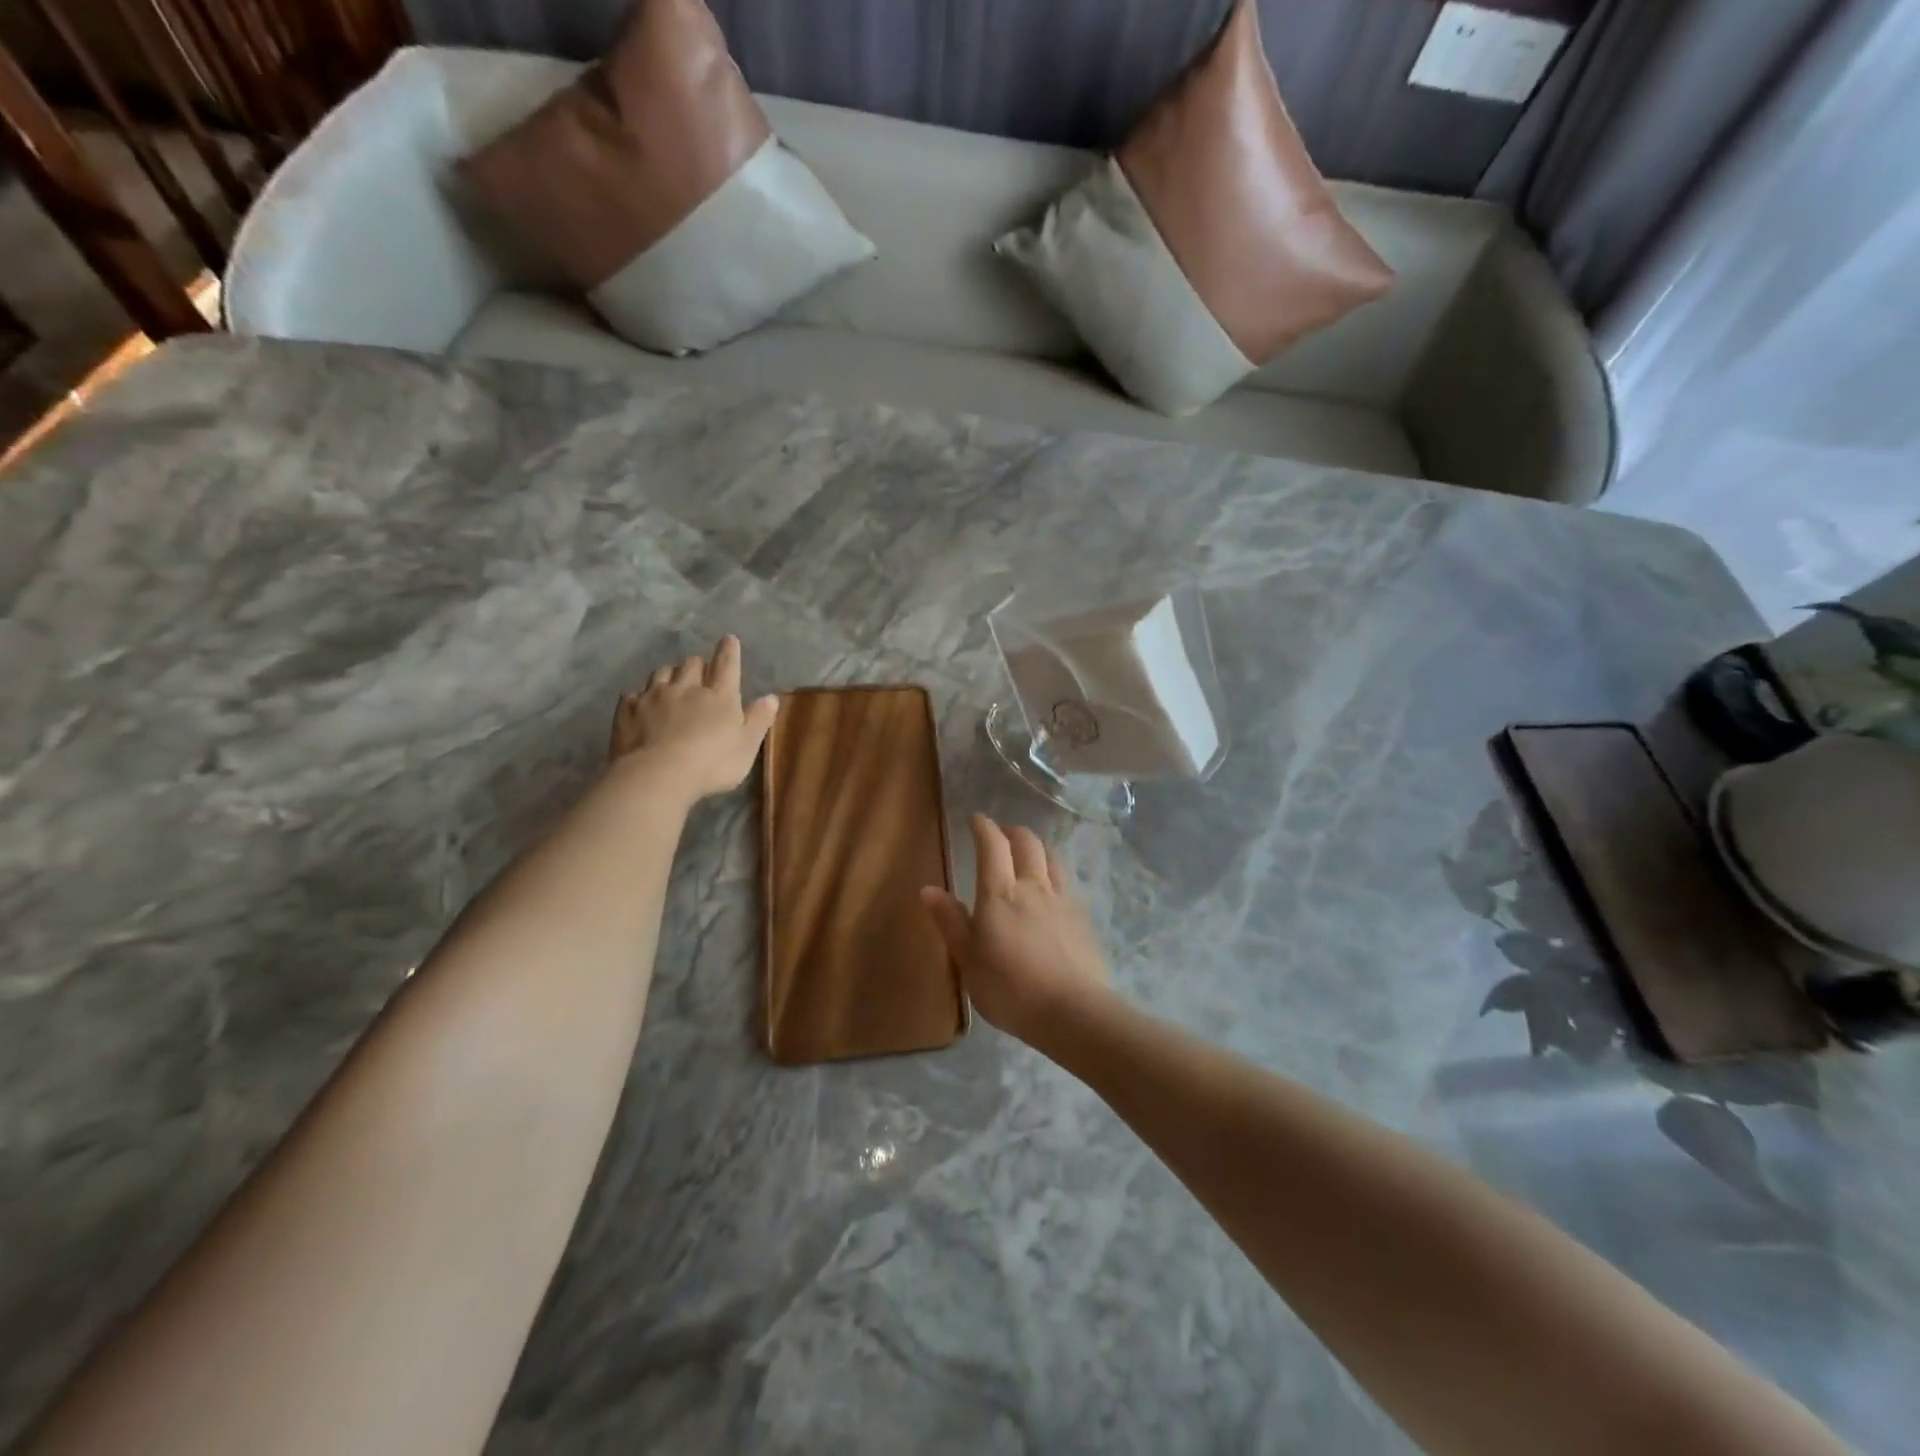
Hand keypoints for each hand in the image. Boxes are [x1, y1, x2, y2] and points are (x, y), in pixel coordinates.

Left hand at [608, 635, 778, 803]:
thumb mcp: (747, 746)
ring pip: (661, 673)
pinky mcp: (628, 711)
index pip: (727, 664)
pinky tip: (639, 703)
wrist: (658, 775)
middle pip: (691, 664)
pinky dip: (638, 697)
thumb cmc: (712, 763)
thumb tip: (771, 697)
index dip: (729, 651)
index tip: (729, 639)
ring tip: (671, 684)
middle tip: (700, 672)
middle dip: (697, 664)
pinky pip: (632, 695)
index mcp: (719, 695)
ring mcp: (654, 697)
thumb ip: (759, 720)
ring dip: (669, 675)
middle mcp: (686, 688)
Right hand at [920, 814, 1111, 1045]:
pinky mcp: (1082, 918)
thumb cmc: (1009, 988)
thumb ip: (950, 921)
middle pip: (1027, 843)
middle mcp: (1033, 886)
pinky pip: (1067, 882)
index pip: (992, 846)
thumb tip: (928, 888)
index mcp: (1000, 894)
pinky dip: (1054, 872)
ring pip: (1051, 858)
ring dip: (1037, 848)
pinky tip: (1052, 889)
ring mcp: (1062, 900)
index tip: (977, 819)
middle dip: (1012, 832)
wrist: (1072, 1011)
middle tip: (1001, 835)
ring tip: (1029, 854)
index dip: (984, 828)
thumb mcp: (968, 960)